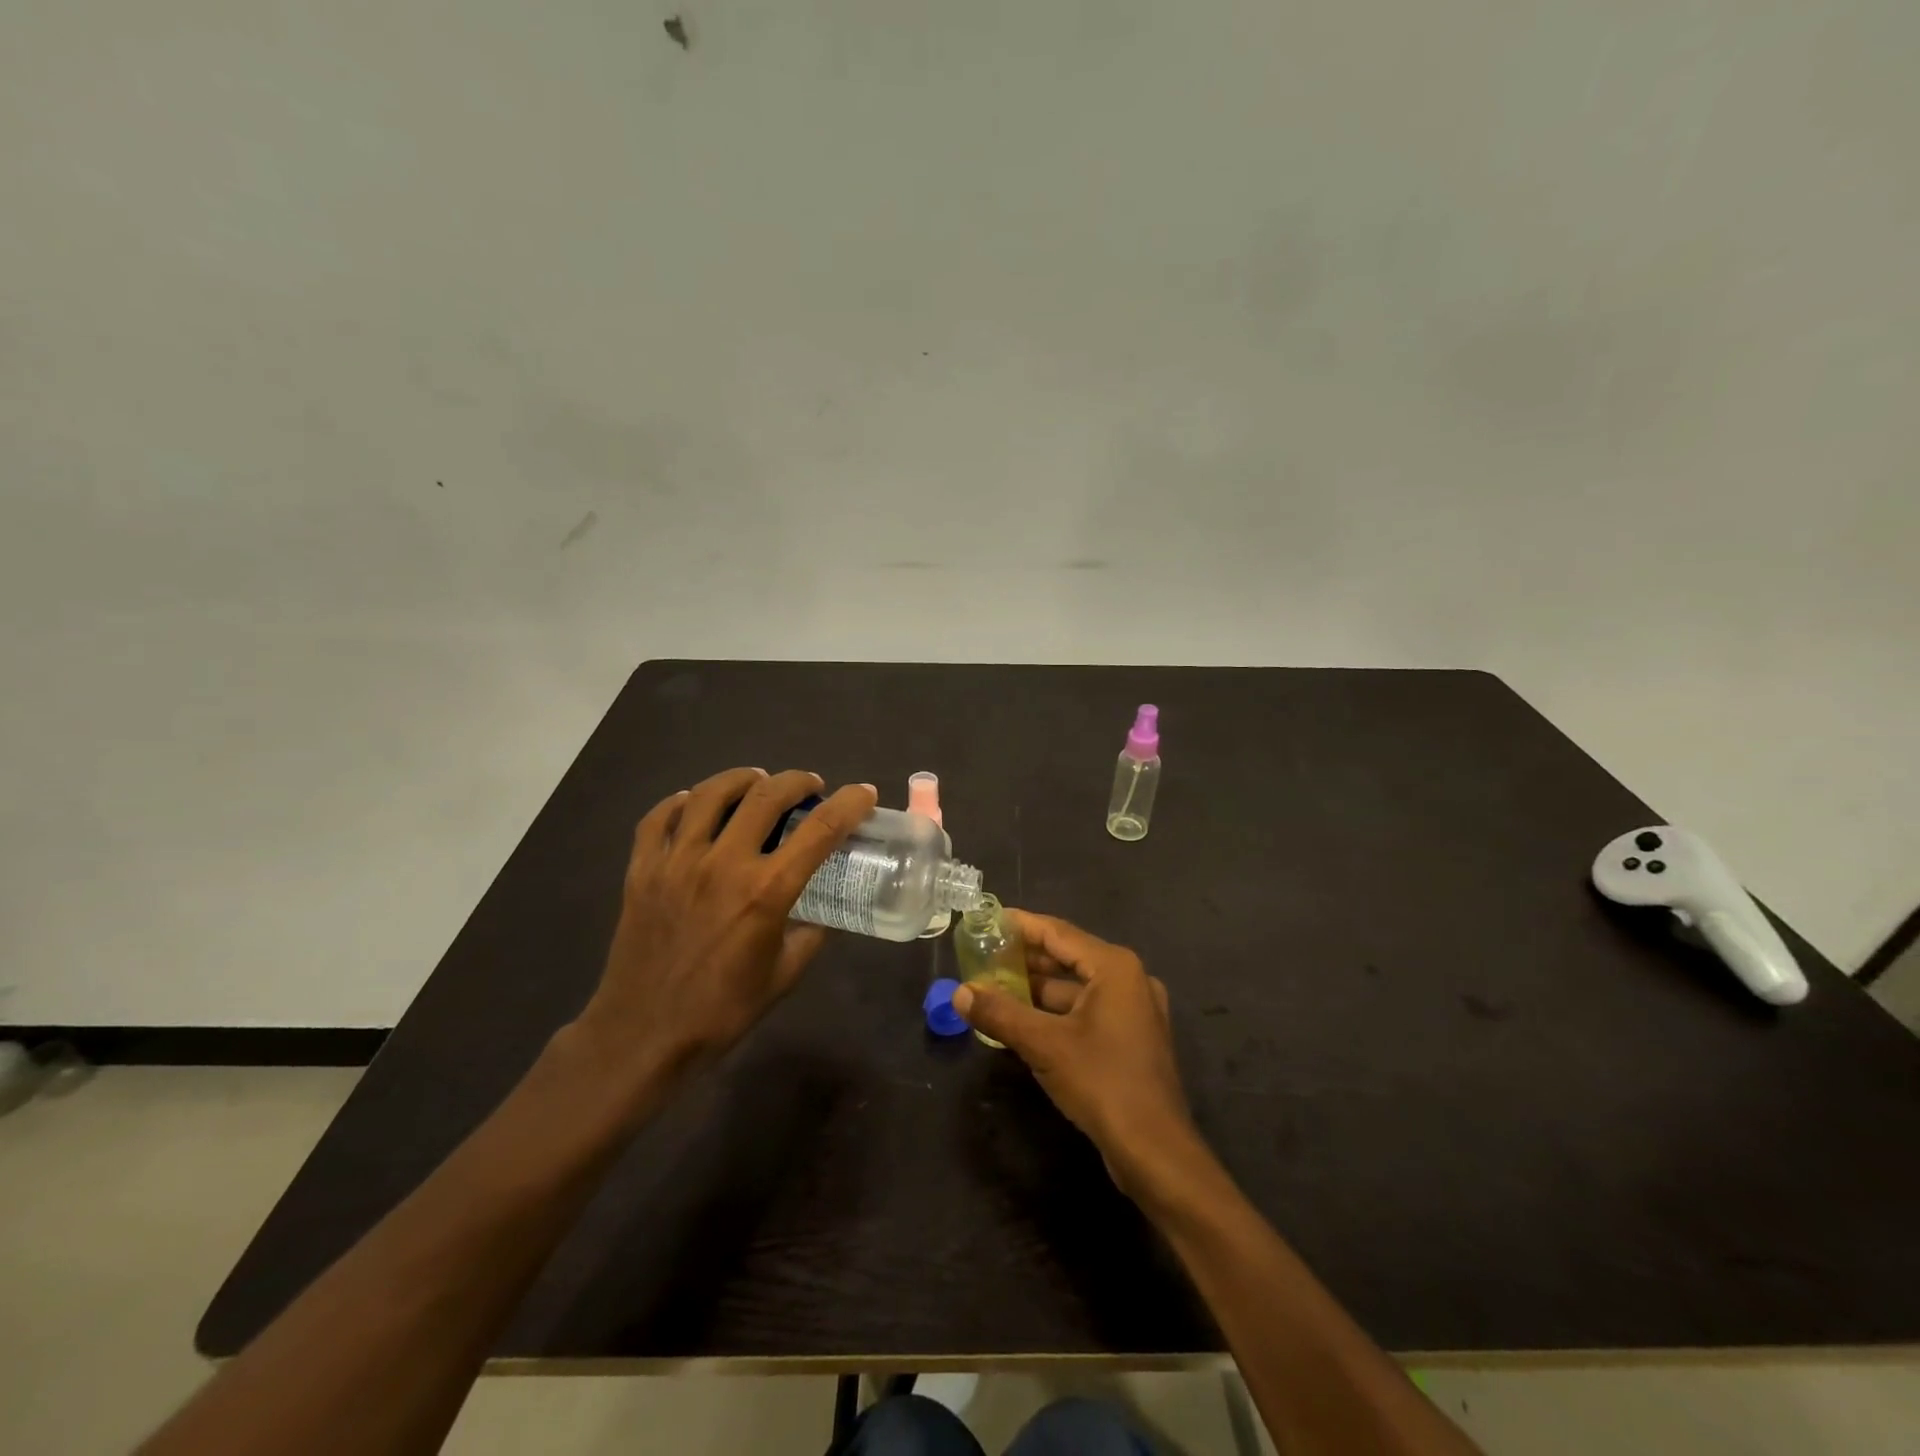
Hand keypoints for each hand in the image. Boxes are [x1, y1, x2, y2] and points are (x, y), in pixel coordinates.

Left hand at [571, 768, 876, 1105]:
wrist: (643, 1035)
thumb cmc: (722, 1010)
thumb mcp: (784, 975)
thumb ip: (811, 935)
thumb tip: (824, 912)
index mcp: (766, 892)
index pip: (820, 830)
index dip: (849, 804)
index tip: (864, 793)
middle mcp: (723, 864)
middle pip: (765, 796)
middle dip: (796, 781)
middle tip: (809, 786)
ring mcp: (677, 862)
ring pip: (709, 794)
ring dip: (741, 779)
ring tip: (756, 781)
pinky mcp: (642, 870)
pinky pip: (658, 818)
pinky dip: (680, 802)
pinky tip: (692, 803)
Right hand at [953, 911, 1196, 1195]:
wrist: (1155, 1151)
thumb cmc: (1102, 1082)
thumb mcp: (1044, 1045)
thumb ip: (1000, 1013)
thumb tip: (960, 992)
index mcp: (1114, 966)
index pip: (1058, 932)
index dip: (1021, 925)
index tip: (989, 919)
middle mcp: (1129, 979)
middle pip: (1069, 957)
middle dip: (1026, 958)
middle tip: (985, 954)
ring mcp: (1134, 1010)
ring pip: (1076, 988)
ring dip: (1038, 988)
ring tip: (995, 988)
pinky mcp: (1131, 1038)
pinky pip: (1086, 1011)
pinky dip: (1055, 1012)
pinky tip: (1023, 1021)